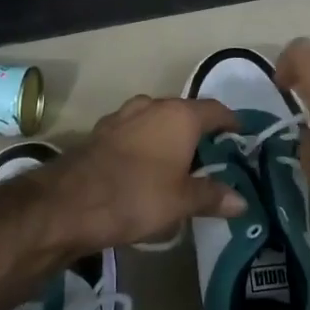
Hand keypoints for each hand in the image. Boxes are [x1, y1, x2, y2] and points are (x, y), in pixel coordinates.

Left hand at [34, 96, 245, 253]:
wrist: (68, 203)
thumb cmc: (136, 196)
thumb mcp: (181, 202)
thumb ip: (213, 196)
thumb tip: (242, 201)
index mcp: (179, 115)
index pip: (216, 110)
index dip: (231, 122)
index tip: (241, 136)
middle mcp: (152, 106)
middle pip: (185, 113)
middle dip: (199, 132)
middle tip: (212, 157)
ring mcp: (122, 116)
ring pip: (156, 120)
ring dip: (169, 137)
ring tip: (178, 164)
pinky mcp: (100, 132)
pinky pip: (133, 133)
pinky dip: (145, 145)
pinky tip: (144, 168)